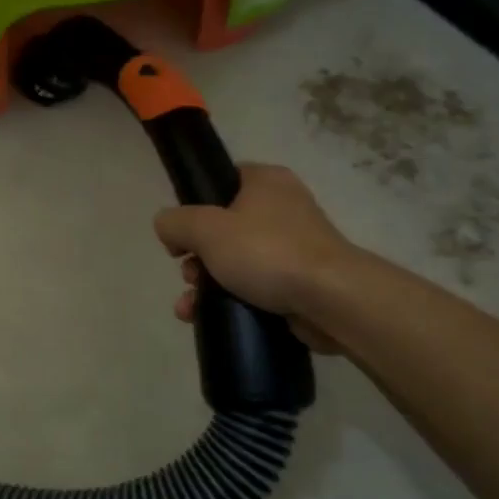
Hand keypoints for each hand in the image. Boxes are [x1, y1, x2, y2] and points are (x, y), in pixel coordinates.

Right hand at [153, 163, 356, 353]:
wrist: (332, 301)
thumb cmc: (267, 252)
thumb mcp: (205, 229)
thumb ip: (175, 222)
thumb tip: (167, 227)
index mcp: (266, 181)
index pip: (220, 181)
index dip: (192, 206)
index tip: (180, 234)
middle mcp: (283, 207)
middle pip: (222, 227)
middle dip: (196, 256)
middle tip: (189, 273)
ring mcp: (294, 246)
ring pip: (234, 260)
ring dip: (205, 282)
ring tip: (191, 306)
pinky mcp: (300, 281)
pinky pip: (254, 285)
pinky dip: (229, 298)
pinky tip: (206, 317)